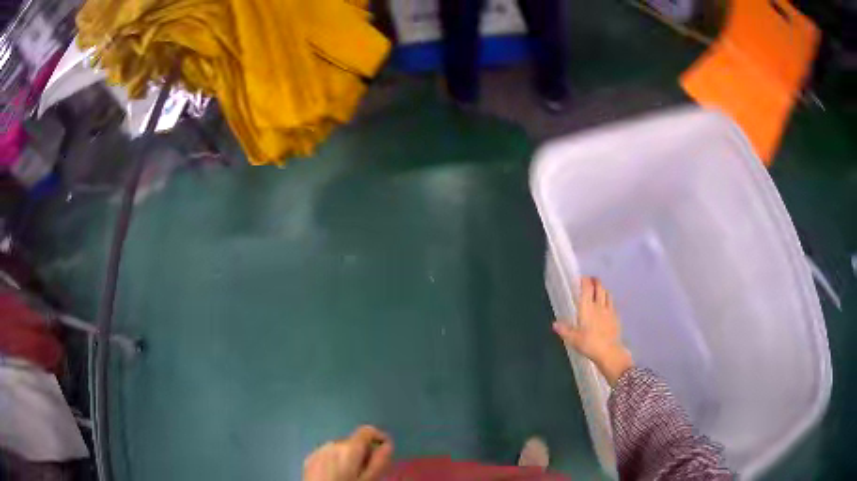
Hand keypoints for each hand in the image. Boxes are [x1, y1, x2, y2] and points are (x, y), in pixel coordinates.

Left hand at [303, 426, 393, 480]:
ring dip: (348, 458)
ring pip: (340, 449)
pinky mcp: (309, 458)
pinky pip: (327, 455)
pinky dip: (334, 461)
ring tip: (350, 475)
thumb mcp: (369, 479)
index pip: (367, 431)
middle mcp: (333, 443)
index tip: (384, 451)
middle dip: (362, 453)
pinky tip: (335, 476)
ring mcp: (319, 450)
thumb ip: (379, 461)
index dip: (379, 437)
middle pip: (354, 442)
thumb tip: (387, 445)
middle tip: (366, 471)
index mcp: (349, 448)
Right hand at [553, 277, 633, 386]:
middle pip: (599, 287)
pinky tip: (607, 306)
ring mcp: (609, 310)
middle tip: (591, 280)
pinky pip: (612, 304)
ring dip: (603, 289)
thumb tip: (554, 324)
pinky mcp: (616, 317)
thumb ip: (564, 330)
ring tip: (600, 290)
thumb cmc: (589, 343)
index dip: (584, 280)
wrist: (609, 351)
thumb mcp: (573, 339)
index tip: (581, 278)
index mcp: (587, 308)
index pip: (587, 288)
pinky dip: (609, 301)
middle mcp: (598, 305)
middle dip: (595, 281)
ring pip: (608, 294)